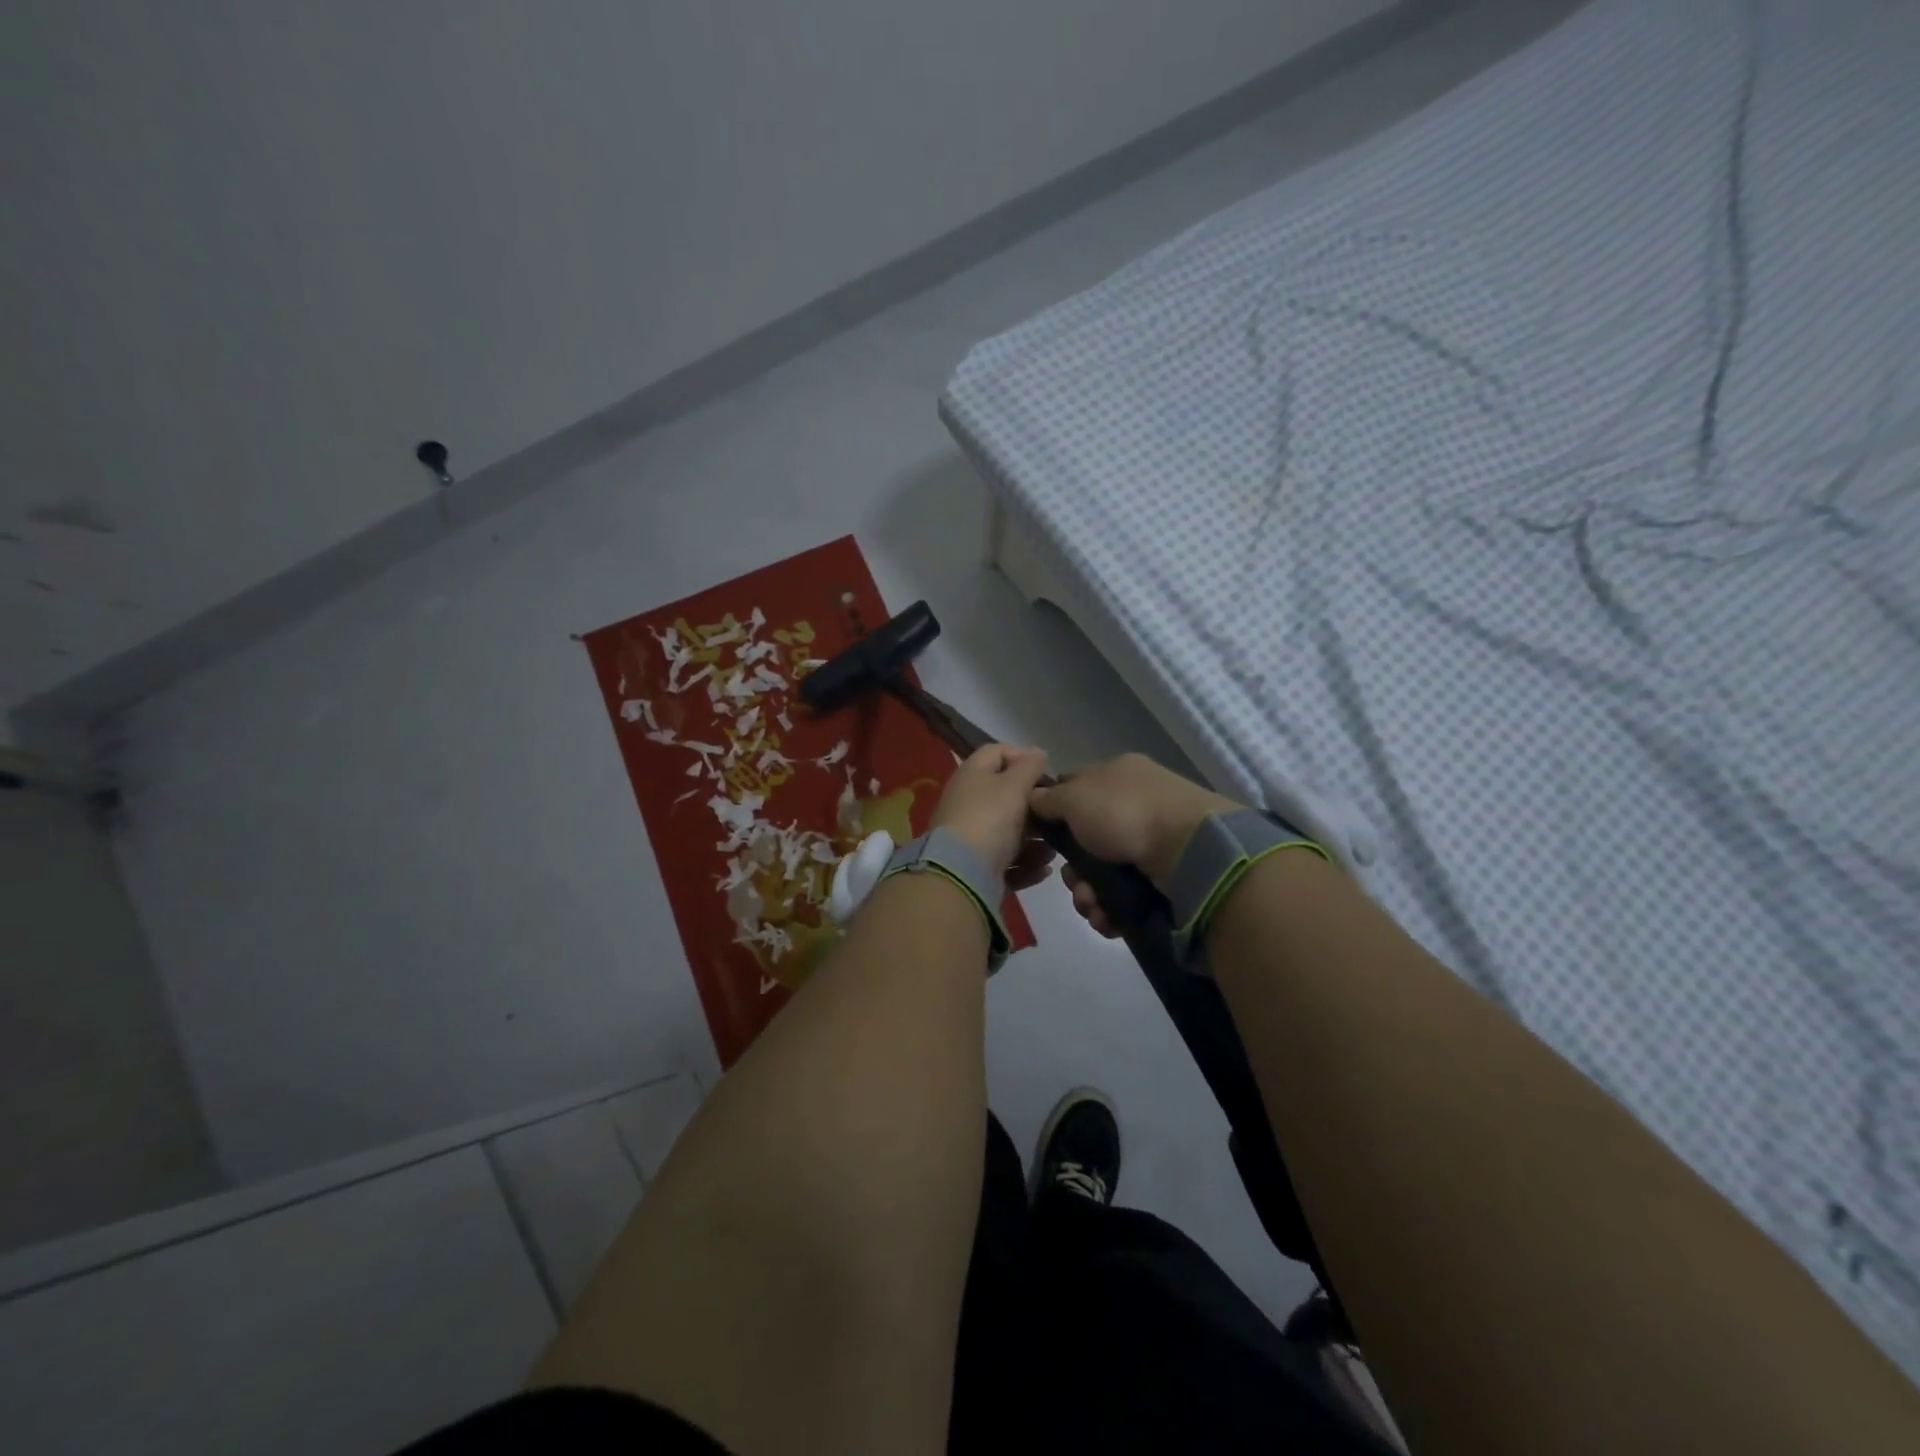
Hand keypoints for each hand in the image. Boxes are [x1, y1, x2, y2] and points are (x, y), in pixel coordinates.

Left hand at [928, 744, 1056, 892]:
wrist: (961, 873)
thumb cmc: (990, 819)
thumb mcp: (1014, 786)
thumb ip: (1029, 767)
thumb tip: (1037, 752)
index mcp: (972, 775)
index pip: (996, 752)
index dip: (1022, 757)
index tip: (1045, 773)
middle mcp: (968, 802)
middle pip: (1005, 796)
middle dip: (1034, 807)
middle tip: (1056, 815)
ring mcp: (970, 836)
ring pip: (1009, 832)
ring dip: (1035, 841)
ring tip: (1054, 849)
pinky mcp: (976, 866)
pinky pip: (1006, 862)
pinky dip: (1026, 865)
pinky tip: (1043, 870)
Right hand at [1028, 754, 1240, 932]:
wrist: (1188, 850)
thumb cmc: (1123, 812)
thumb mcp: (1074, 796)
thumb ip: (1049, 799)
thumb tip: (1034, 798)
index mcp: (1117, 774)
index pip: (1075, 787)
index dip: (1054, 811)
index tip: (1043, 836)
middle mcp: (1135, 804)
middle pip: (1086, 841)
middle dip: (1073, 870)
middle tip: (1074, 881)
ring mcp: (1152, 842)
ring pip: (1103, 874)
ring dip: (1088, 895)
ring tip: (1092, 906)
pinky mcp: (1164, 878)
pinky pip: (1125, 896)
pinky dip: (1111, 910)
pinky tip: (1107, 918)